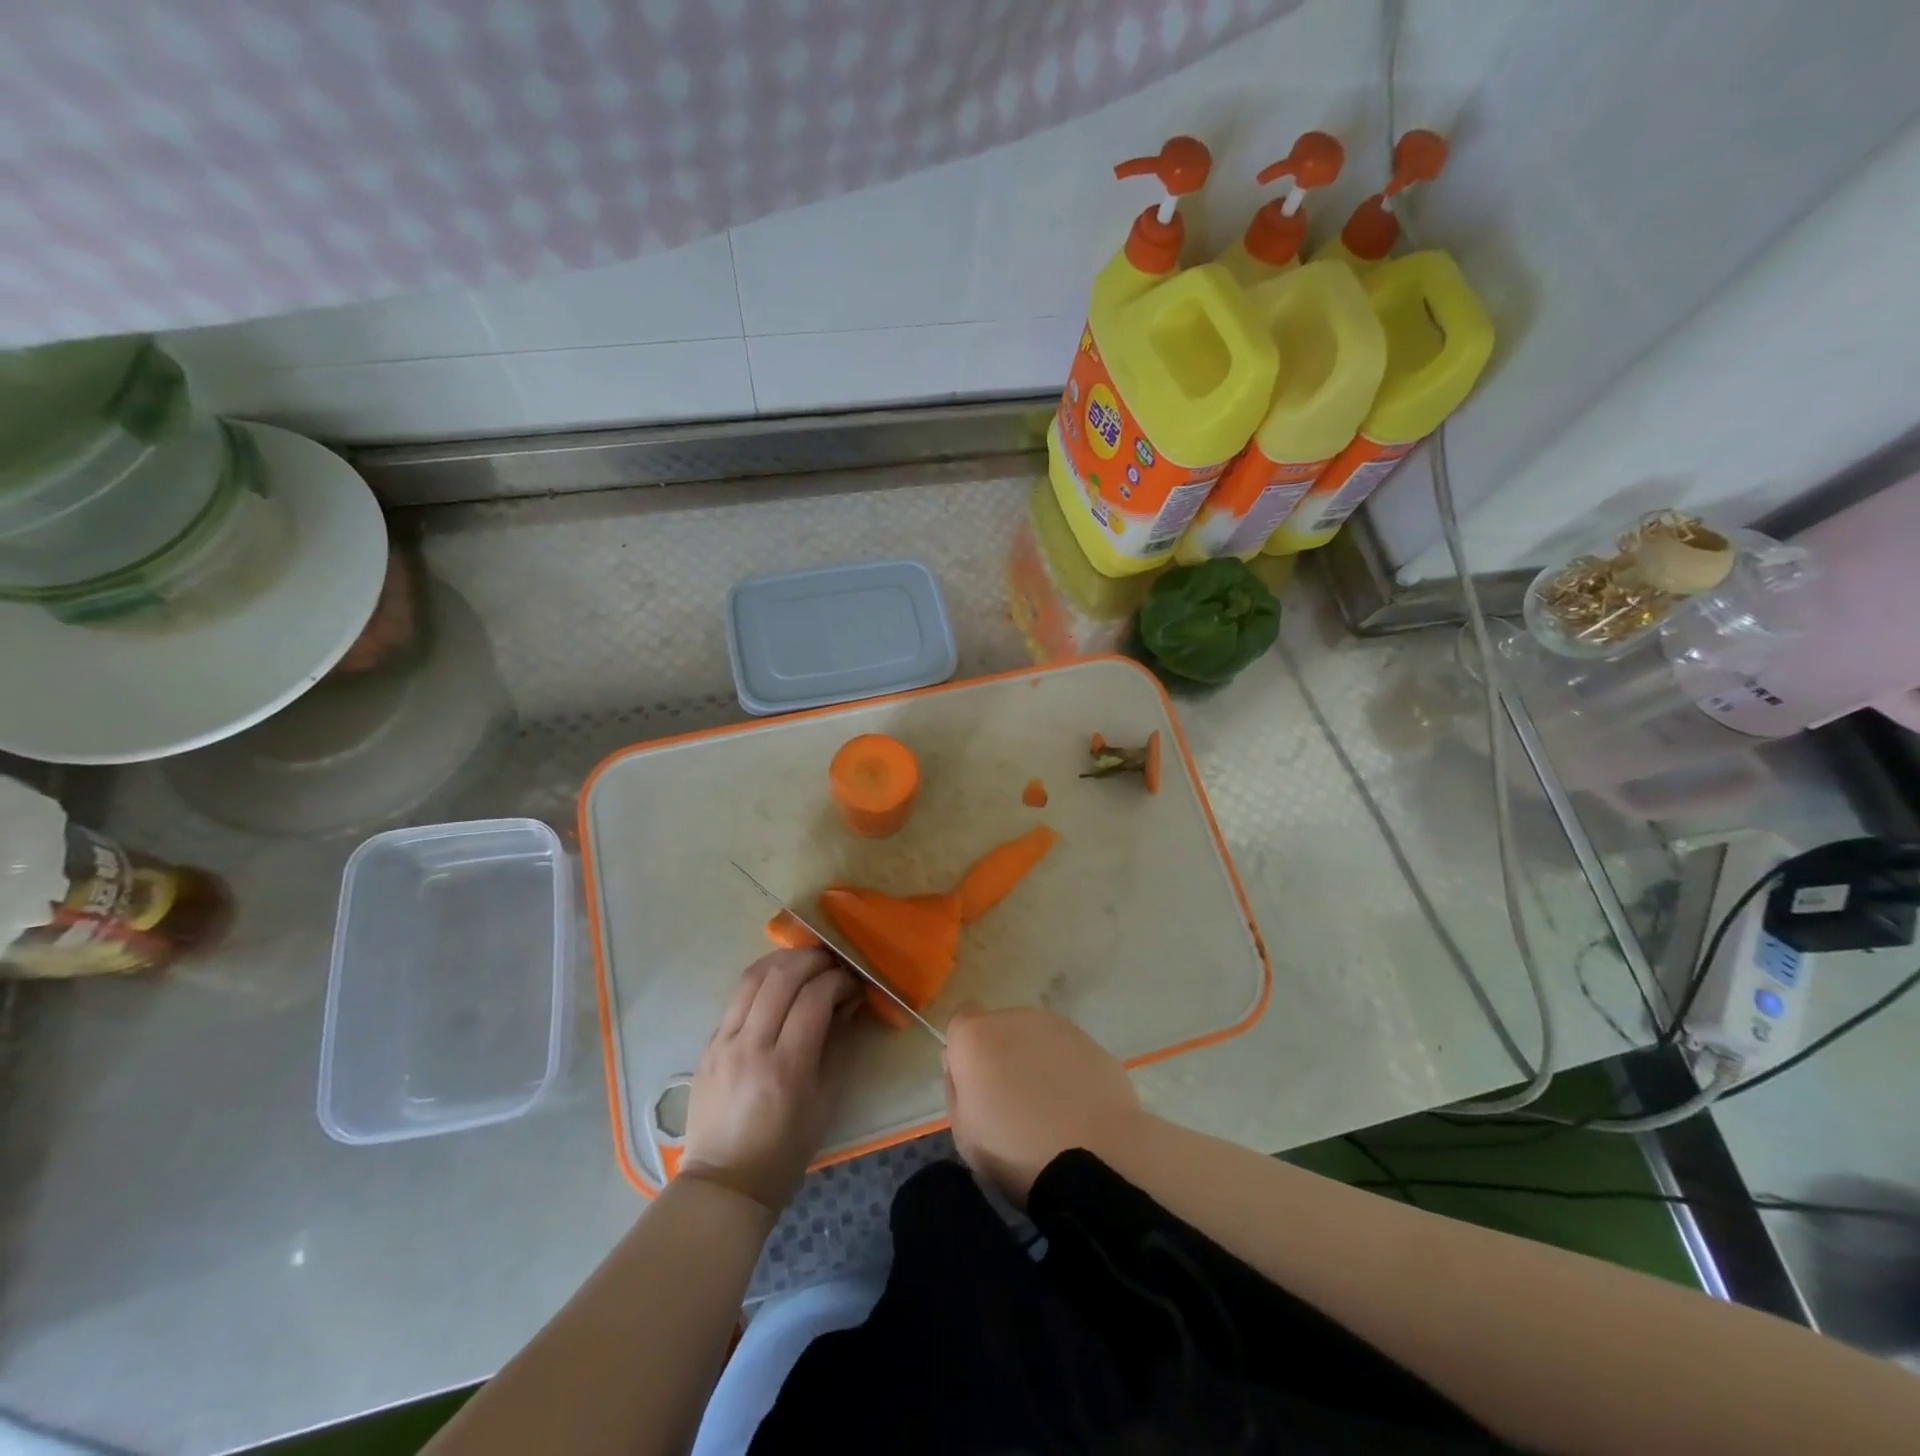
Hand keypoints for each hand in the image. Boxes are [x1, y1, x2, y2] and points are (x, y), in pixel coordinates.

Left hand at [682, 949, 857, 1213]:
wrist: (724, 1183)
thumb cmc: (785, 1150)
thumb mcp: (825, 1100)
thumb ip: (836, 1045)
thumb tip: (845, 1003)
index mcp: (786, 1066)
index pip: (814, 998)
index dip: (838, 981)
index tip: (852, 984)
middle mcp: (751, 1046)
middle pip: (782, 977)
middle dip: (813, 960)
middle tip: (832, 963)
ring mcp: (723, 1042)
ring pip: (753, 977)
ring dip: (783, 960)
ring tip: (805, 961)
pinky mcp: (708, 1044)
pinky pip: (736, 997)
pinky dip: (762, 981)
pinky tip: (778, 983)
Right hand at [943, 1003, 1144, 1205]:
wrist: (1096, 1158)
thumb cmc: (1016, 1151)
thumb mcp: (963, 1132)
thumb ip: (958, 1087)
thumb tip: (966, 1068)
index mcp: (976, 1036)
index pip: (961, 1020)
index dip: (966, 1050)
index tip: (975, 1083)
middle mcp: (1015, 1018)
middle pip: (1000, 1029)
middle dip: (1002, 1055)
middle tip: (1012, 1102)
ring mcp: (1058, 1026)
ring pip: (1036, 1038)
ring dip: (1035, 1061)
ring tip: (1049, 1109)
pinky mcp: (1092, 1041)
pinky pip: (1068, 1052)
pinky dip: (1068, 1071)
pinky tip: (1077, 1108)